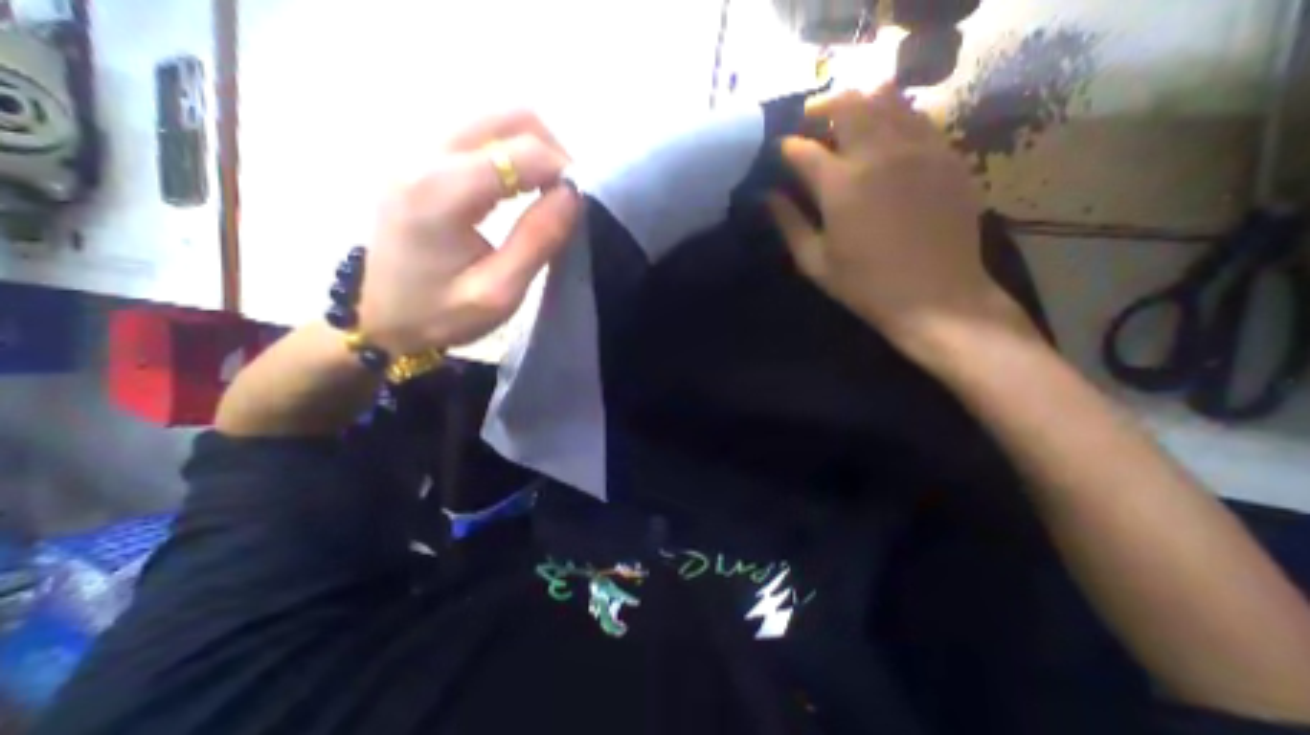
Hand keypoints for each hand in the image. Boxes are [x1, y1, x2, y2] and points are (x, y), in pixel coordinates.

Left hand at [355, 109, 581, 356]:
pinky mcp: (420, 158)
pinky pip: (480, 136)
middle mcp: (423, 154)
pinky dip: (513, 155)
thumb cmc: (441, 314)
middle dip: (552, 152)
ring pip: (495, 121)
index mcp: (440, 190)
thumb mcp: (499, 291)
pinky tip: (521, 188)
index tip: (579, 205)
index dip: (562, 171)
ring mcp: (417, 150)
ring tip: (549, 193)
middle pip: (508, 117)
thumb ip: (537, 240)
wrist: (380, 317)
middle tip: (567, 196)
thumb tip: (572, 195)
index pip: (521, 152)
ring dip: (534, 151)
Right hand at [771, 86, 1032, 357]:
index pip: (804, 149)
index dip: (787, 147)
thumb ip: (789, 223)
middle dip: (822, 107)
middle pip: (848, 104)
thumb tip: (768, 196)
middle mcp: (879, 154)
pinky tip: (884, 140)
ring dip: (860, 104)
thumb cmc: (865, 285)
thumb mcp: (814, 261)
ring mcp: (919, 149)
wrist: (936, 296)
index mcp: (841, 186)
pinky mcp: (947, 156)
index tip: (780, 152)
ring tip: (846, 124)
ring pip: (887, 99)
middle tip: (811, 123)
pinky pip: (918, 118)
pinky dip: (894, 117)